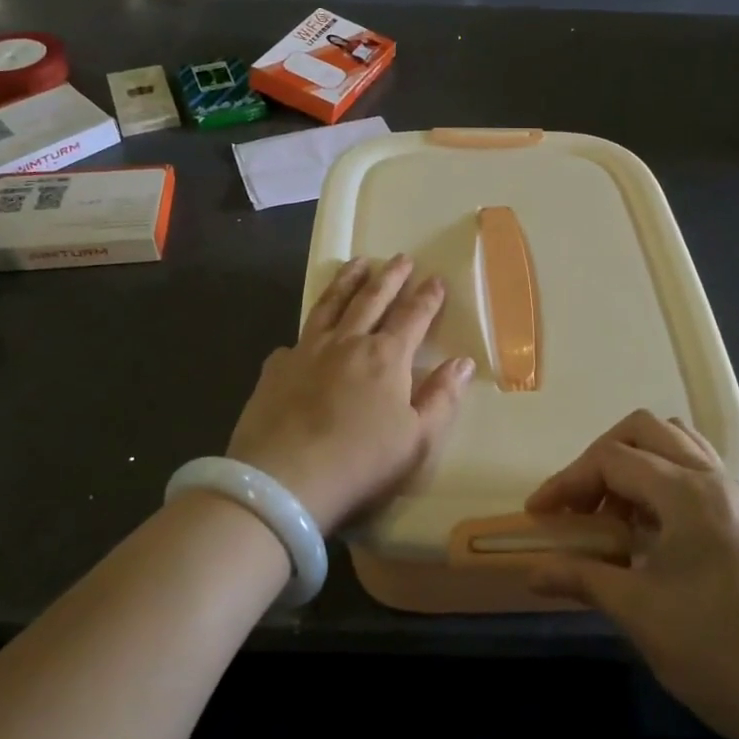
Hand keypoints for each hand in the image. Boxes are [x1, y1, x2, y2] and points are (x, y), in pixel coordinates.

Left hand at [227, 255, 473, 533]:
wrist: (284, 480)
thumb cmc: (361, 463)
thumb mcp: (417, 440)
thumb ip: (441, 398)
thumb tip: (462, 362)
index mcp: (386, 357)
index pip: (413, 317)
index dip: (427, 298)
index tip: (436, 279)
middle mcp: (347, 342)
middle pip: (372, 299)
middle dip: (390, 277)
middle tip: (401, 258)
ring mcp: (307, 350)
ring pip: (330, 305)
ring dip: (347, 282)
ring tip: (357, 263)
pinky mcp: (276, 367)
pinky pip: (296, 339)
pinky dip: (307, 331)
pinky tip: (305, 335)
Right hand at [525, 411, 738, 738]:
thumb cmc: (714, 654)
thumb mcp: (637, 613)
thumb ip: (581, 577)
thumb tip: (531, 572)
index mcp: (689, 495)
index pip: (613, 459)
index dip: (568, 480)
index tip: (539, 514)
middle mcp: (717, 481)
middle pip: (646, 430)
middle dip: (601, 458)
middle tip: (579, 504)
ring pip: (677, 443)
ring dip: (636, 463)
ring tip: (615, 513)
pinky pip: (698, 470)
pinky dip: (664, 479)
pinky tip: (652, 528)